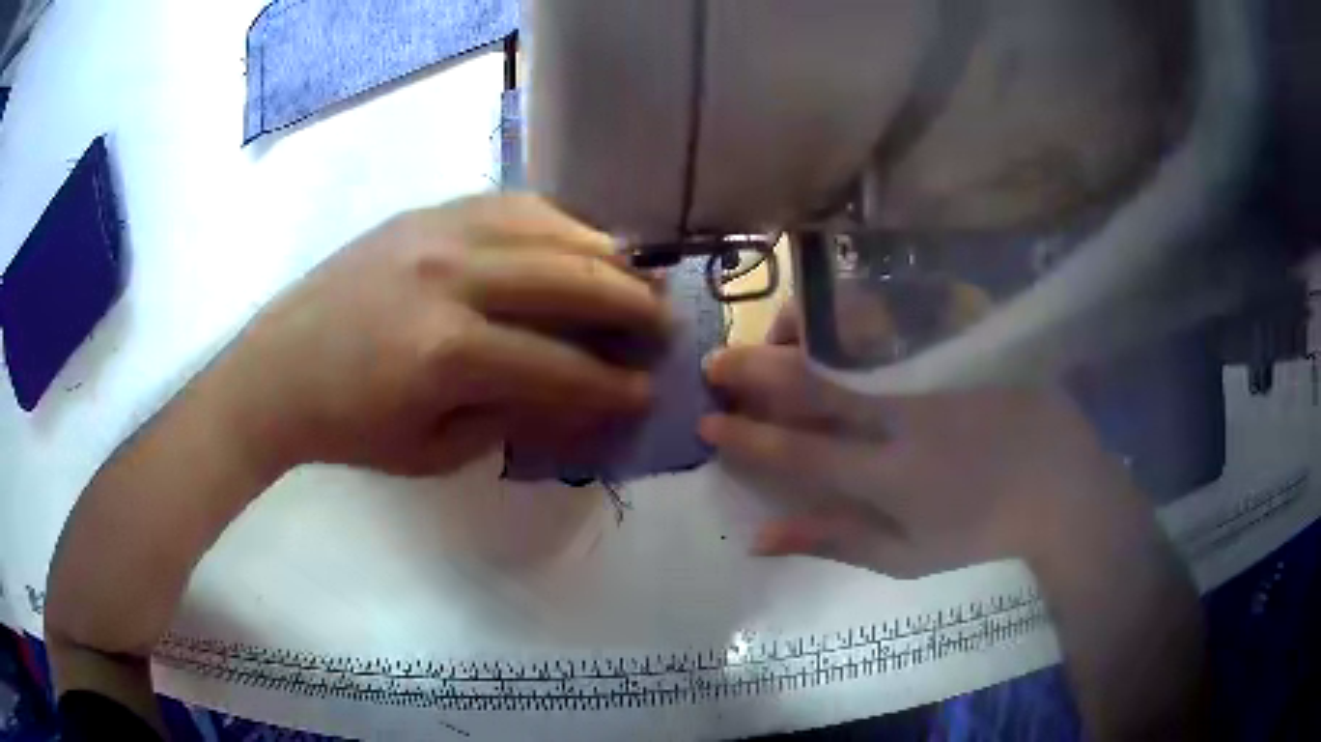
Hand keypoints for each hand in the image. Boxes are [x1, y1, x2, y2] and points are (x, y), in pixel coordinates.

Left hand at [217, 194, 671, 476]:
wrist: (278, 370)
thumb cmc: (349, 426)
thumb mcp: (433, 451)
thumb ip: (512, 420)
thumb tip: (576, 398)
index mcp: (448, 353)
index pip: (560, 368)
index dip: (612, 386)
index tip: (647, 392)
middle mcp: (452, 277)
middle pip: (571, 279)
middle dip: (631, 305)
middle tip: (665, 322)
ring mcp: (438, 233)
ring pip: (549, 228)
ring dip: (605, 254)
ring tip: (634, 275)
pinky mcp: (424, 213)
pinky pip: (510, 203)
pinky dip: (558, 221)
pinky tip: (577, 239)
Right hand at [700, 309, 1149, 577]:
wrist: (1057, 479)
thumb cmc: (981, 531)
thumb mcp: (905, 556)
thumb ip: (834, 541)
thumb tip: (761, 538)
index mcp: (883, 477)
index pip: (798, 454)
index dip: (748, 438)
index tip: (707, 422)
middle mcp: (895, 424)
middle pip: (815, 391)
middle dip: (757, 375)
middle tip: (715, 363)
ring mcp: (923, 393)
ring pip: (845, 370)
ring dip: (794, 360)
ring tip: (757, 351)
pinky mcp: (945, 375)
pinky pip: (882, 368)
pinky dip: (843, 363)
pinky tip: (828, 358)